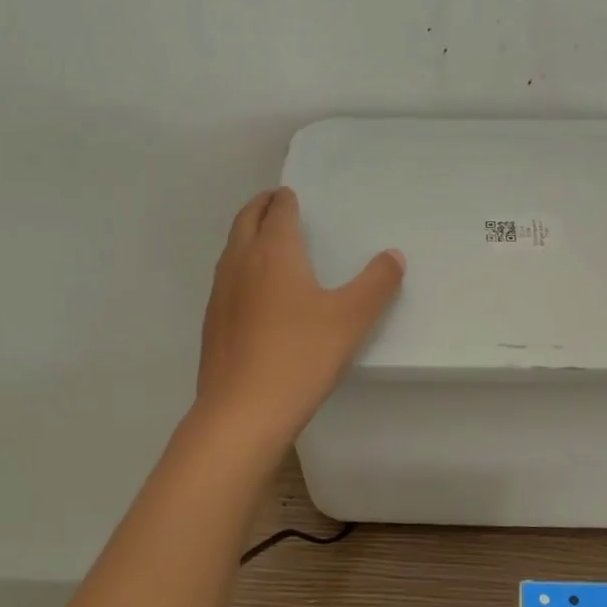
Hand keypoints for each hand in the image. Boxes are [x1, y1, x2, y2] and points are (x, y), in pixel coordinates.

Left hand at [196, 187, 404, 444]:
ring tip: (267, 243)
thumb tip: (393, 256)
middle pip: (245, 221)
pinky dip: (241, 269)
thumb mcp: (351, 319)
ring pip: (232, 251)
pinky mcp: (213, 323)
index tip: (292, 195)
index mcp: (274, 252)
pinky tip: (255, 294)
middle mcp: (240, 263)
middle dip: (260, 207)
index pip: (277, 211)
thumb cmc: (301, 356)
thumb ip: (376, 283)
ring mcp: (220, 294)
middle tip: (276, 203)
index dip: (285, 199)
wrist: (243, 411)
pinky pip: (226, 281)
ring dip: (247, 237)